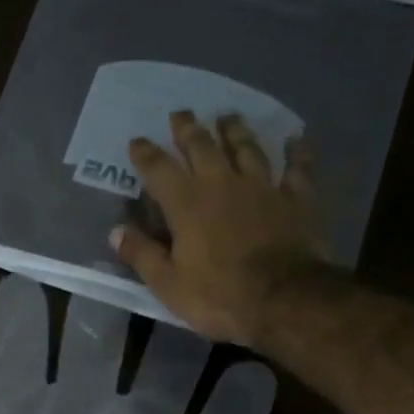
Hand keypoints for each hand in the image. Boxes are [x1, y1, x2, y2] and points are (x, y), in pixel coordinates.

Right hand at [110, 110, 331, 347]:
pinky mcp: (297, 199)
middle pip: (202, 147)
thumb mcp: (168, 284)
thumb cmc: (219, 295)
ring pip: (247, 148)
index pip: (159, 169)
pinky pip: (298, 169)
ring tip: (227, 116)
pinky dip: (297, 152)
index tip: (137, 141)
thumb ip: (142, 254)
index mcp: (186, 203)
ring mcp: (263, 187)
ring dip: (235, 130)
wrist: (285, 300)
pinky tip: (298, 139)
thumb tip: (116, 232)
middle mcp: (222, 184)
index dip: (145, 153)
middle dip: (188, 129)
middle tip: (181, 113)